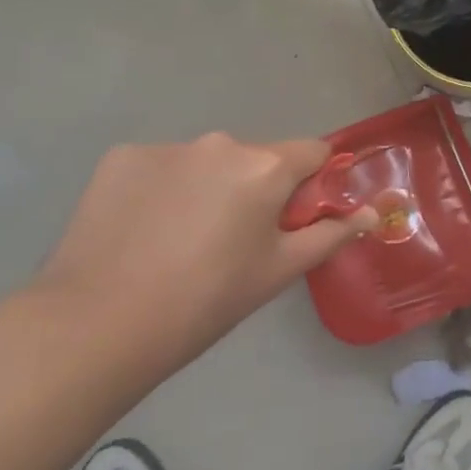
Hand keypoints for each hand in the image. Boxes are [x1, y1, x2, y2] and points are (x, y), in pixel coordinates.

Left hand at [33, 134, 375, 375]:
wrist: (97, 326)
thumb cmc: (205, 302)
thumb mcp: (277, 272)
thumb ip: (330, 234)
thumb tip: (373, 214)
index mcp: (265, 166)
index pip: (312, 151)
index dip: (310, 182)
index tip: (293, 217)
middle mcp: (221, 143)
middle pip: (255, 158)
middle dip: (253, 189)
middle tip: (231, 242)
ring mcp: (168, 146)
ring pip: (205, 162)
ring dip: (205, 187)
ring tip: (178, 241)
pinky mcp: (122, 157)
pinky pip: (159, 166)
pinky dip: (160, 189)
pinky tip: (140, 231)